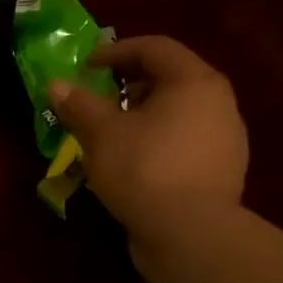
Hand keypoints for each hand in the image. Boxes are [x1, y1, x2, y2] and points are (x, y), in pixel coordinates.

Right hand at [49, 36, 248, 238]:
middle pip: (172, 78)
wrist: (191, 234)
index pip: (155, 48)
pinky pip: (185, 141)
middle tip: (101, 95)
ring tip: (114, 130)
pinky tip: (135, 161)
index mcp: (194, 82)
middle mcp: (219, 103)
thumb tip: (56, 85)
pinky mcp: (222, 171)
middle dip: (131, 82)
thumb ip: (79, 105)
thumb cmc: (144, 169)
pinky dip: (158, 140)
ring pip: (179, 112)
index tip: (87, 66)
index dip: (116, 51)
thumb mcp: (101, 133)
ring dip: (145, 113)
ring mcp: (226, 139)